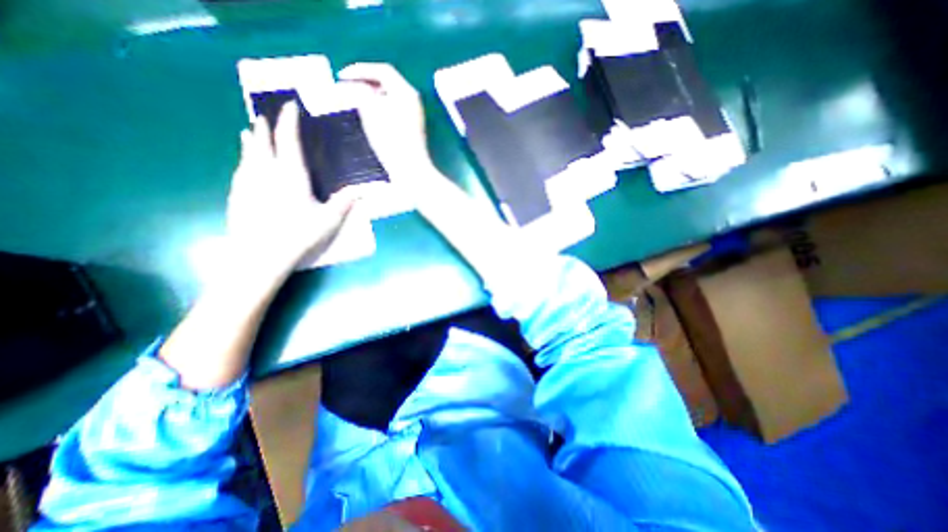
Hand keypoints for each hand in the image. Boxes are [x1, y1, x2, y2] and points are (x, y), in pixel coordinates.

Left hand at [228, 100, 352, 280]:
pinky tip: (243, 164)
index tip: (290, 106)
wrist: (260, 254)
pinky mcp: (237, 195)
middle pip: (263, 143)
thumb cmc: (299, 234)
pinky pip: (240, 170)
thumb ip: (344, 203)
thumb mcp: (329, 220)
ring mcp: (248, 183)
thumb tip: (361, 191)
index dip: (289, 122)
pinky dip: (243, 160)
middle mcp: (266, 172)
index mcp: (290, 175)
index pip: (288, 141)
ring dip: (250, 142)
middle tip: (263, 116)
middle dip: (264, 128)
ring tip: (247, 132)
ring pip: (247, 155)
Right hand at [337, 62, 430, 178]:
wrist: (411, 170)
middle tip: (347, 87)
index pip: (382, 70)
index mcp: (406, 92)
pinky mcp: (413, 129)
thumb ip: (360, 92)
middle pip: (388, 83)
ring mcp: (415, 116)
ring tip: (356, 102)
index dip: (359, 69)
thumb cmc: (391, 140)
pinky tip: (371, 118)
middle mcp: (413, 101)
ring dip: (372, 96)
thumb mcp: (371, 112)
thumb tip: (353, 85)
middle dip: (366, 82)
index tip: (341, 76)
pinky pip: (394, 111)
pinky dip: (380, 109)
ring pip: (391, 98)